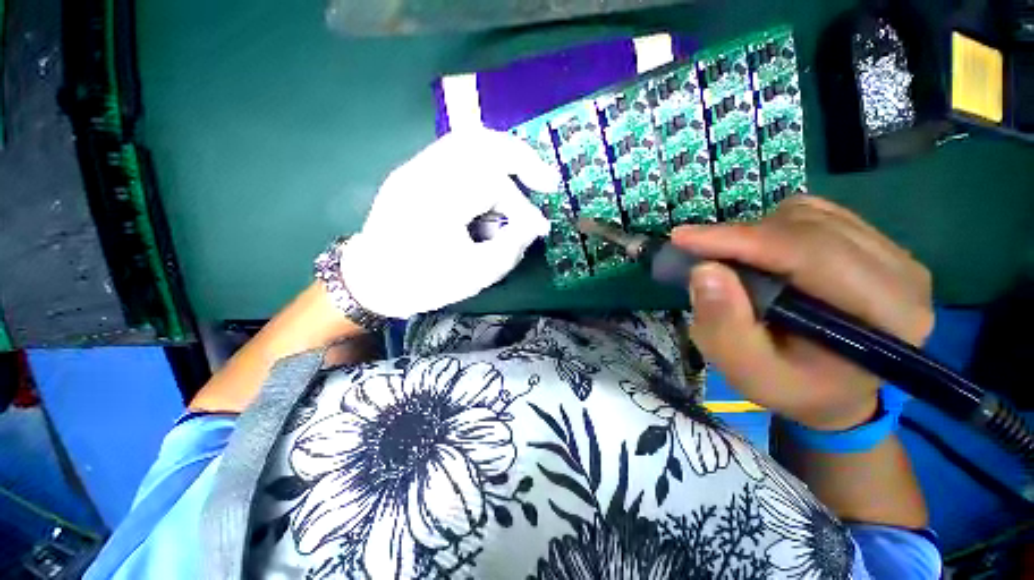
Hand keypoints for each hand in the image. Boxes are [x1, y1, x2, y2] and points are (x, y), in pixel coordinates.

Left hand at [338, 129, 557, 318]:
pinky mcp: (415, 172)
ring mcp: (416, 167)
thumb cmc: (421, 282)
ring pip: (469, 142)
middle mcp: (426, 171)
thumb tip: (534, 226)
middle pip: (483, 141)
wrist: (369, 280)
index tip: (539, 230)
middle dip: (522, 158)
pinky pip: (457, 154)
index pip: (496, 186)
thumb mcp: (474, 275)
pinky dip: (484, 165)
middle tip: (545, 180)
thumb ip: (511, 248)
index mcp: (439, 198)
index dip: (523, 208)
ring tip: (525, 181)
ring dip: (504, 158)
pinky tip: (493, 191)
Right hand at [672, 196, 933, 429]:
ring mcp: (893, 252)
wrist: (833, 389)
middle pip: (808, 227)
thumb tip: (704, 269)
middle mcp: (902, 274)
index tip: (681, 237)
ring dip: (757, 233)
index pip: (809, 253)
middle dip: (742, 237)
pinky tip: (762, 254)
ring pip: (809, 214)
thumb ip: (724, 325)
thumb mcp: (747, 371)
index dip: (739, 239)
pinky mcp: (875, 242)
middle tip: (700, 254)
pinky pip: (815, 213)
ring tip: (734, 263)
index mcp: (887, 315)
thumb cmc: (791, 387)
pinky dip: (774, 227)